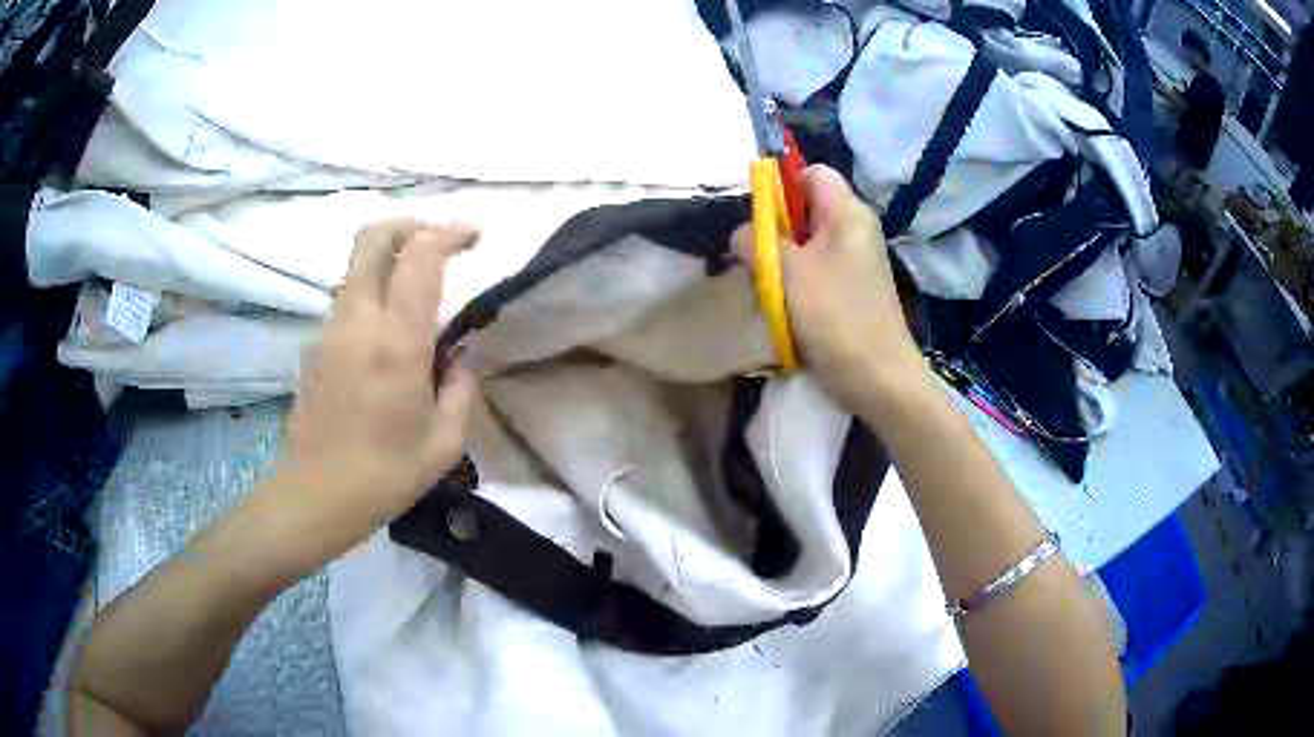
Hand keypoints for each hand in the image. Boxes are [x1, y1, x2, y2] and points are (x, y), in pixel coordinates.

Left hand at [271, 220, 479, 555]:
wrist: (315, 496)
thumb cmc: (385, 477)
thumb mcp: (443, 443)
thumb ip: (460, 389)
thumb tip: (459, 359)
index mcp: (396, 342)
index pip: (419, 255)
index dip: (449, 232)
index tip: (473, 237)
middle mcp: (358, 321)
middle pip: (372, 237)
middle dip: (409, 224)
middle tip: (437, 241)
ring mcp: (330, 329)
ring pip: (356, 266)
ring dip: (388, 258)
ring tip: (416, 287)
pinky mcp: (314, 345)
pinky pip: (347, 300)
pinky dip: (372, 293)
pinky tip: (386, 334)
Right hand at [733, 165, 927, 414]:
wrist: (879, 379)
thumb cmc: (837, 317)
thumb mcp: (788, 273)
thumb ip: (758, 242)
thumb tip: (741, 233)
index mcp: (848, 214)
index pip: (813, 173)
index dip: (782, 184)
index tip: (756, 215)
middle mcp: (855, 231)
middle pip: (806, 209)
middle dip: (774, 228)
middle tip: (752, 255)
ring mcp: (854, 263)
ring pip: (806, 244)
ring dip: (780, 260)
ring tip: (763, 284)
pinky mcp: (850, 291)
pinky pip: (815, 272)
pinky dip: (794, 283)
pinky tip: (781, 307)